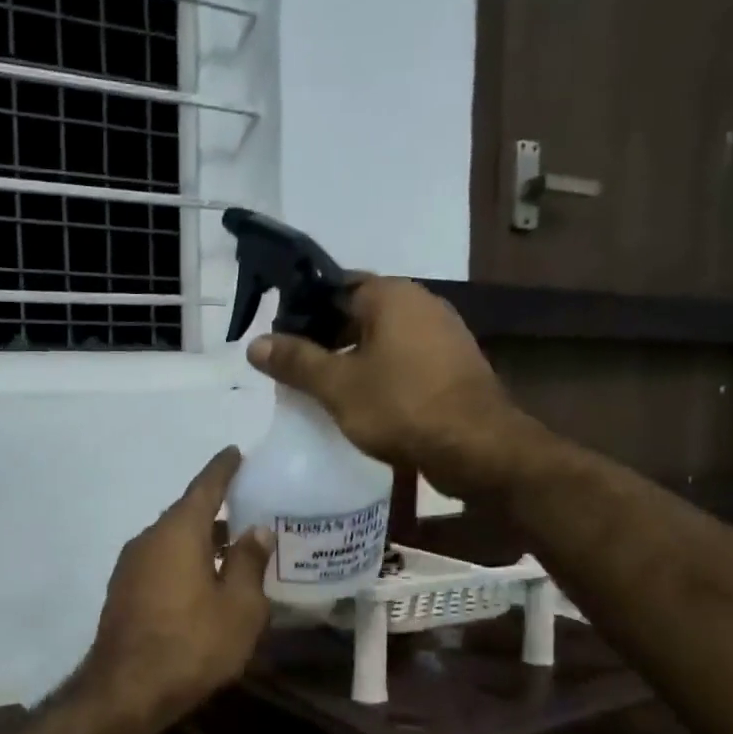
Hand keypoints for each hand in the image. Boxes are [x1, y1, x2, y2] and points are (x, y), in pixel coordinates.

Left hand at [75, 448, 272, 733]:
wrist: (126, 691)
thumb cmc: (192, 643)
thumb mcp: (239, 607)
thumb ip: (249, 563)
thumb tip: (255, 531)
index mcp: (179, 531)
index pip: (205, 487)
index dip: (223, 469)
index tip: (235, 452)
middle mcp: (149, 539)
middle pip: (187, 515)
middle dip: (216, 512)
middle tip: (247, 510)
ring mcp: (130, 566)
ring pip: (173, 542)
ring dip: (201, 542)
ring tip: (232, 551)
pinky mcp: (123, 592)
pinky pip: (160, 563)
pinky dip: (184, 562)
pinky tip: (203, 583)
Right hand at [246, 276, 523, 493]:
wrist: (477, 447)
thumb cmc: (401, 406)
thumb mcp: (337, 386)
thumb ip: (295, 361)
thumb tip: (255, 344)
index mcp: (392, 295)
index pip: (336, 286)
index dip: (303, 310)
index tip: (281, 338)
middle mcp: (421, 304)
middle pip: (360, 312)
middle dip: (327, 337)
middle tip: (296, 367)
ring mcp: (444, 334)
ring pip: (384, 338)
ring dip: (354, 358)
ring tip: (324, 388)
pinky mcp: (454, 366)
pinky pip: (405, 360)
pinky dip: (381, 373)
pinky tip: (363, 402)